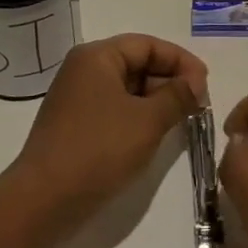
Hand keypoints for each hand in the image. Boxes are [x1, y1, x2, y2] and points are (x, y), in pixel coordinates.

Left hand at [8, 34, 207, 226]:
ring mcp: (76, 97)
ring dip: (156, 99)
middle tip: (198, 103)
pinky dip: (138, 114)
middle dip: (169, 80)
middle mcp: (83, 69)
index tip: (205, 83)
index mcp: (97, 56)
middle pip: (136, 63)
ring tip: (182, 119)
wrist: (42, 201)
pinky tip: (155, 133)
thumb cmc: (98, 151)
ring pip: (127, 87)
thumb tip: (195, 82)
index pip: (148, 45)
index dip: (180, 61)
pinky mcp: (75, 123)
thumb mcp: (147, 121)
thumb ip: (177, 96)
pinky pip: (115, 107)